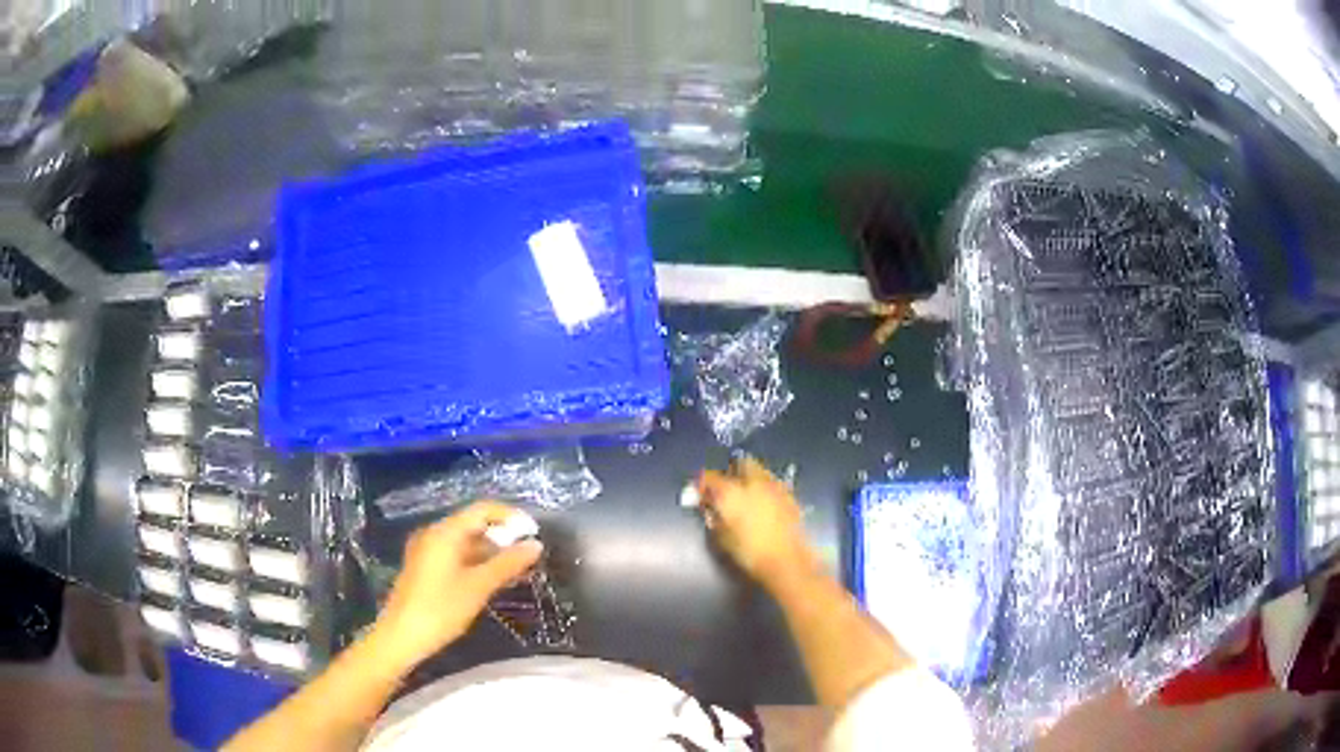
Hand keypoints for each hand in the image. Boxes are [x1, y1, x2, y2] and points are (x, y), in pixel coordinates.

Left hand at [374, 501, 543, 668]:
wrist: (402, 636)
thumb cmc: (441, 609)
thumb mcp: (478, 587)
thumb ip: (508, 564)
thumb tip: (535, 544)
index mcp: (445, 532)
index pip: (483, 510)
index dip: (511, 517)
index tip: (534, 533)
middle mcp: (434, 534)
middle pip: (474, 524)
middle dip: (503, 536)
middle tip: (530, 556)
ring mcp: (427, 551)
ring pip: (466, 542)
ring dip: (492, 552)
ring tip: (518, 570)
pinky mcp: (425, 568)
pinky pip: (457, 555)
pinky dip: (478, 562)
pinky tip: (494, 579)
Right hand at [697, 457, 816, 586]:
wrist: (787, 562)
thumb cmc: (749, 553)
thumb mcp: (722, 538)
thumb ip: (714, 516)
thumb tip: (709, 505)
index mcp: (732, 491)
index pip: (710, 477)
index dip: (701, 483)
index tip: (698, 491)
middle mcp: (755, 482)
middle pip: (741, 463)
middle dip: (731, 471)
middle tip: (725, 488)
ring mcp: (776, 487)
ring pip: (760, 471)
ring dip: (750, 477)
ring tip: (744, 495)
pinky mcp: (791, 496)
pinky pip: (773, 484)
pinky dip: (765, 488)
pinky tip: (763, 504)